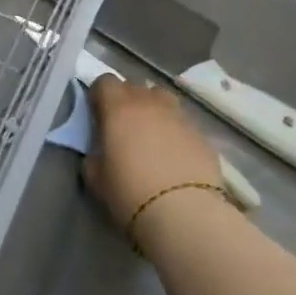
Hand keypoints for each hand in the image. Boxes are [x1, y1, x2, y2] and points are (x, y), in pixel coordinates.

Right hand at [85, 76, 226, 240]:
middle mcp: (148, 102)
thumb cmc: (130, 192)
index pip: (104, 81)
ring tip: (150, 135)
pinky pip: (181, 122)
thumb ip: (95, 155)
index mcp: (118, 108)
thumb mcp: (96, 177)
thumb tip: (101, 151)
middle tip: (122, 127)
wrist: (184, 213)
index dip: (99, 95)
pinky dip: (174, 131)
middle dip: (125, 100)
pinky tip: (174, 155)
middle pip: (134, 86)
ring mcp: (178, 115)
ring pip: (161, 99)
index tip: (98, 114)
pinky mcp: (200, 133)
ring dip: (152, 109)